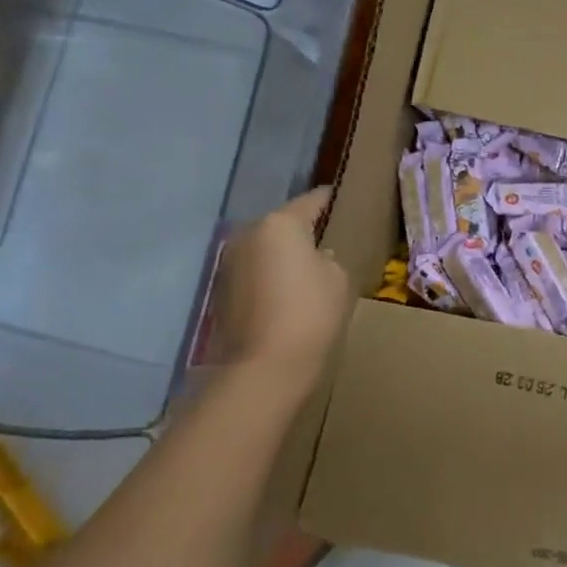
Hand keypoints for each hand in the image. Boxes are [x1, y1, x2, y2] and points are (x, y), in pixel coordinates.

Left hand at [206, 188, 348, 402]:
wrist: (264, 366)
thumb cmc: (310, 313)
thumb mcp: (338, 278)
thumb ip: (328, 258)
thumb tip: (314, 258)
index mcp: (281, 223)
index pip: (313, 200)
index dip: (332, 200)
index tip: (345, 201)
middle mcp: (249, 233)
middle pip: (283, 223)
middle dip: (303, 230)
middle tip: (328, 241)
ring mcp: (230, 261)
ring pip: (265, 247)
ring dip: (282, 254)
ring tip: (306, 270)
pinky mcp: (221, 289)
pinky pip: (253, 270)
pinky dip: (268, 275)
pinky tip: (285, 293)